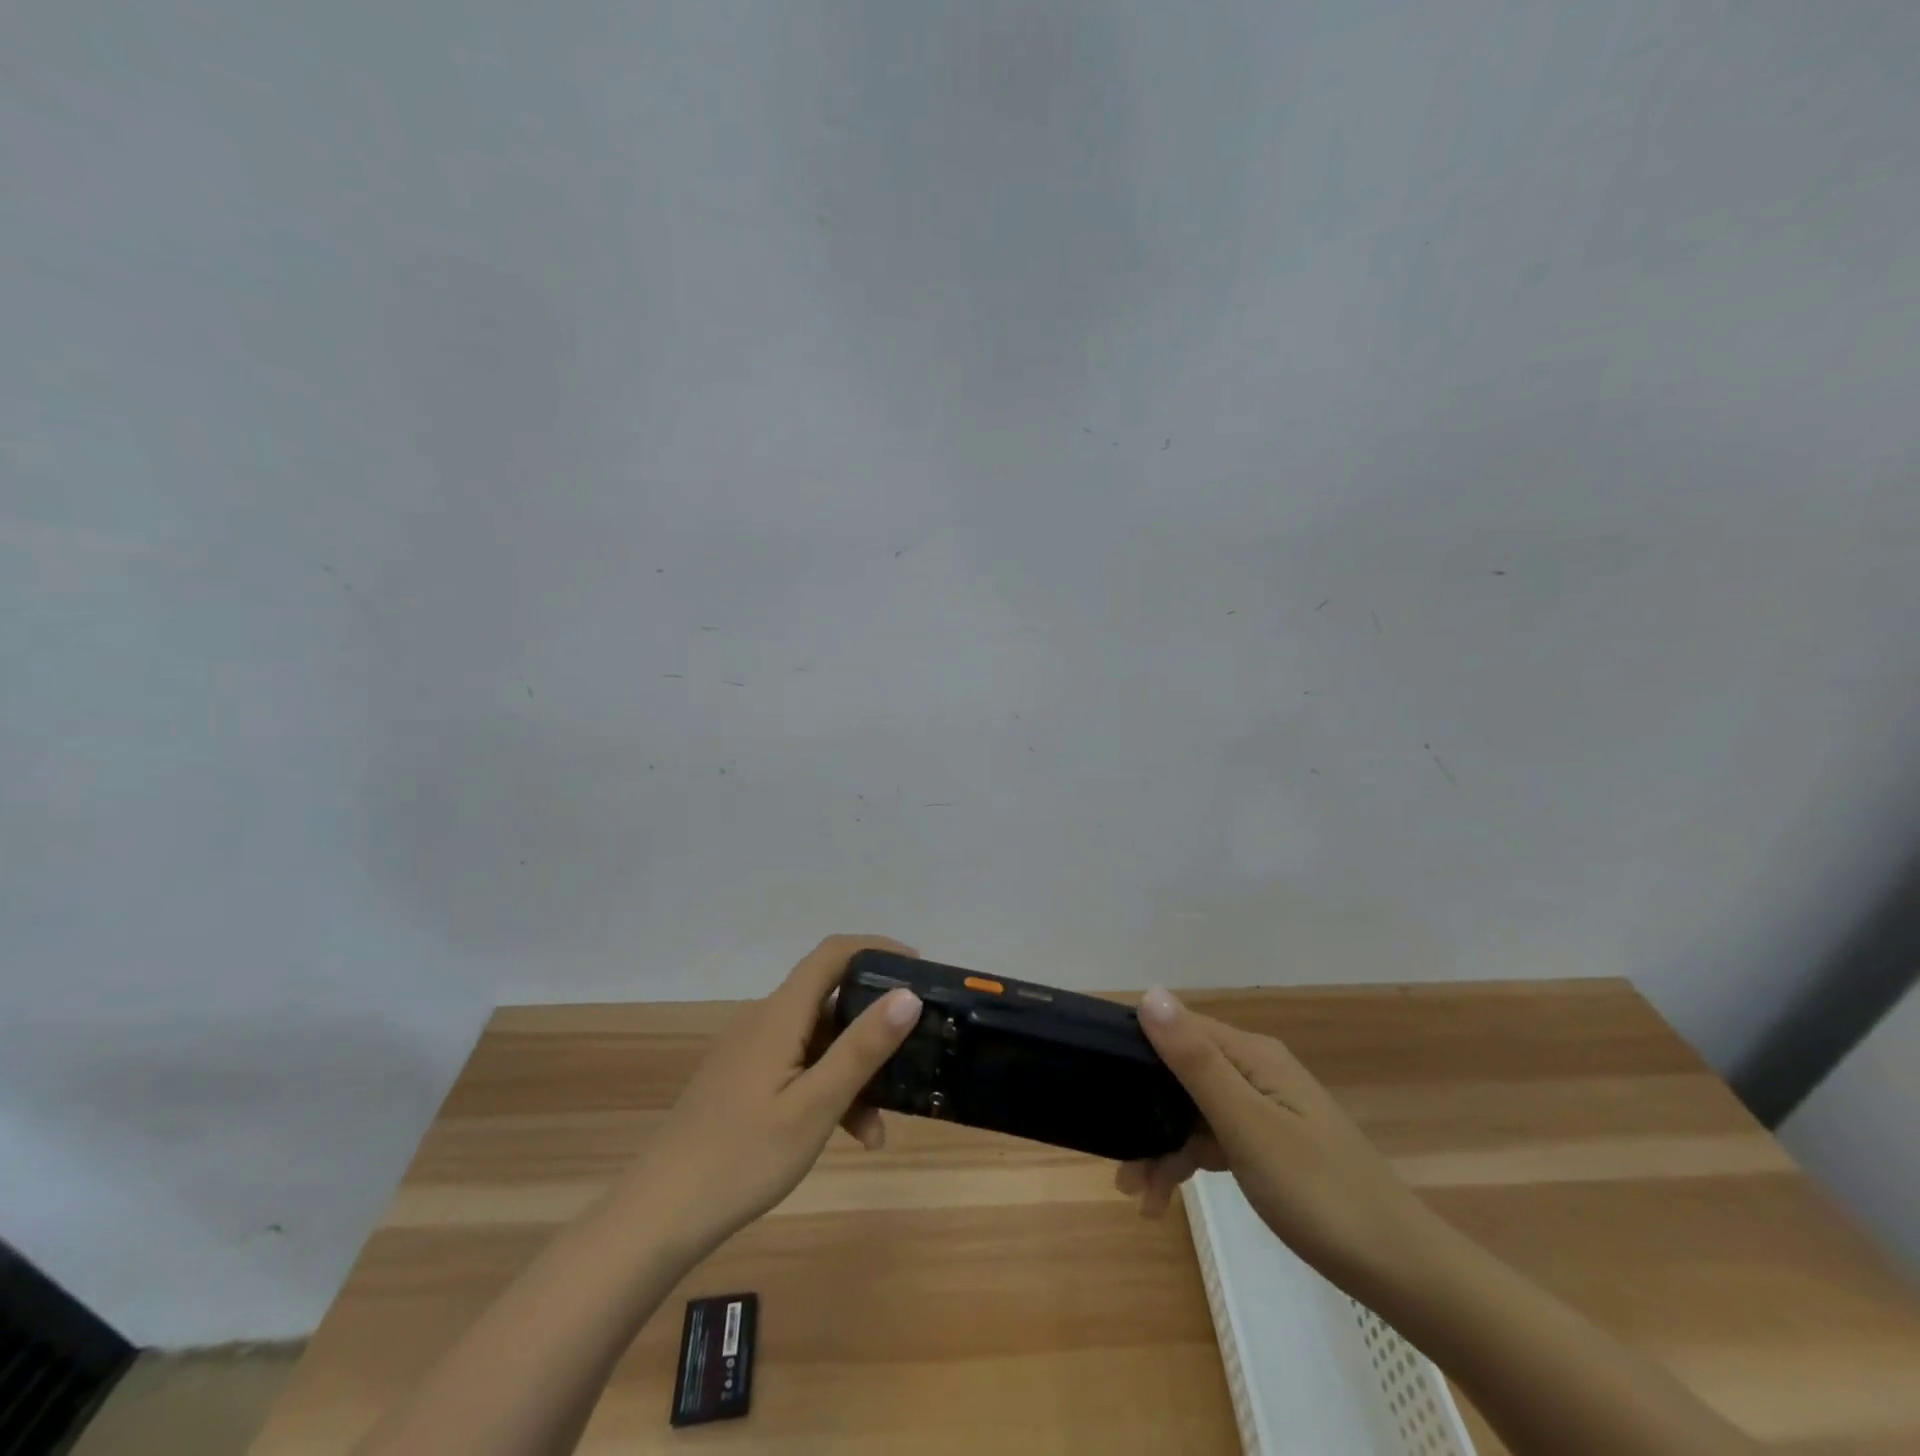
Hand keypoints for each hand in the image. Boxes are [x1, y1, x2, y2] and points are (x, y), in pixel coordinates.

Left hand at [628, 935, 922, 1258]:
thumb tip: (908, 995)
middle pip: (829, 1000)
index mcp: (780, 1014)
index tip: (920, 969)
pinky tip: (844, 1136)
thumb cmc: (742, 1157)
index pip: (833, 954)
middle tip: (912, 1052)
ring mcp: (750, 1052)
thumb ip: (862, 1048)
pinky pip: (797, 1067)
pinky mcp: (742, 1081)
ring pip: (816, 1042)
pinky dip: (825, 1090)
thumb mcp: (815, 1106)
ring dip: (851, 1073)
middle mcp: (764, 1021)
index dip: (877, 949)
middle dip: (873, 1026)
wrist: (657, 1216)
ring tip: (878, 1130)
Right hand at [1117, 988, 1434, 1287]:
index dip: (1138, 1043)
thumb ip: (1195, 1061)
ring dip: (1162, 1146)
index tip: (1097, 1073)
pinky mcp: (1270, 1144)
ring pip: (1194, 1111)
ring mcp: (1265, 1109)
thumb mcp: (1246, 1126)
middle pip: (1183, 1073)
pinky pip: (1215, 1139)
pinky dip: (1188, 1162)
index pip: (1180, 1027)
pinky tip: (1166, 1199)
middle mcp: (1256, 1071)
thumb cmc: (1318, 1192)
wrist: (1401, 1271)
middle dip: (1145, 1109)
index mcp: (1252, 1056)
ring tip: (1136, 1193)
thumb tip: (1151, 992)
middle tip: (1116, 1158)